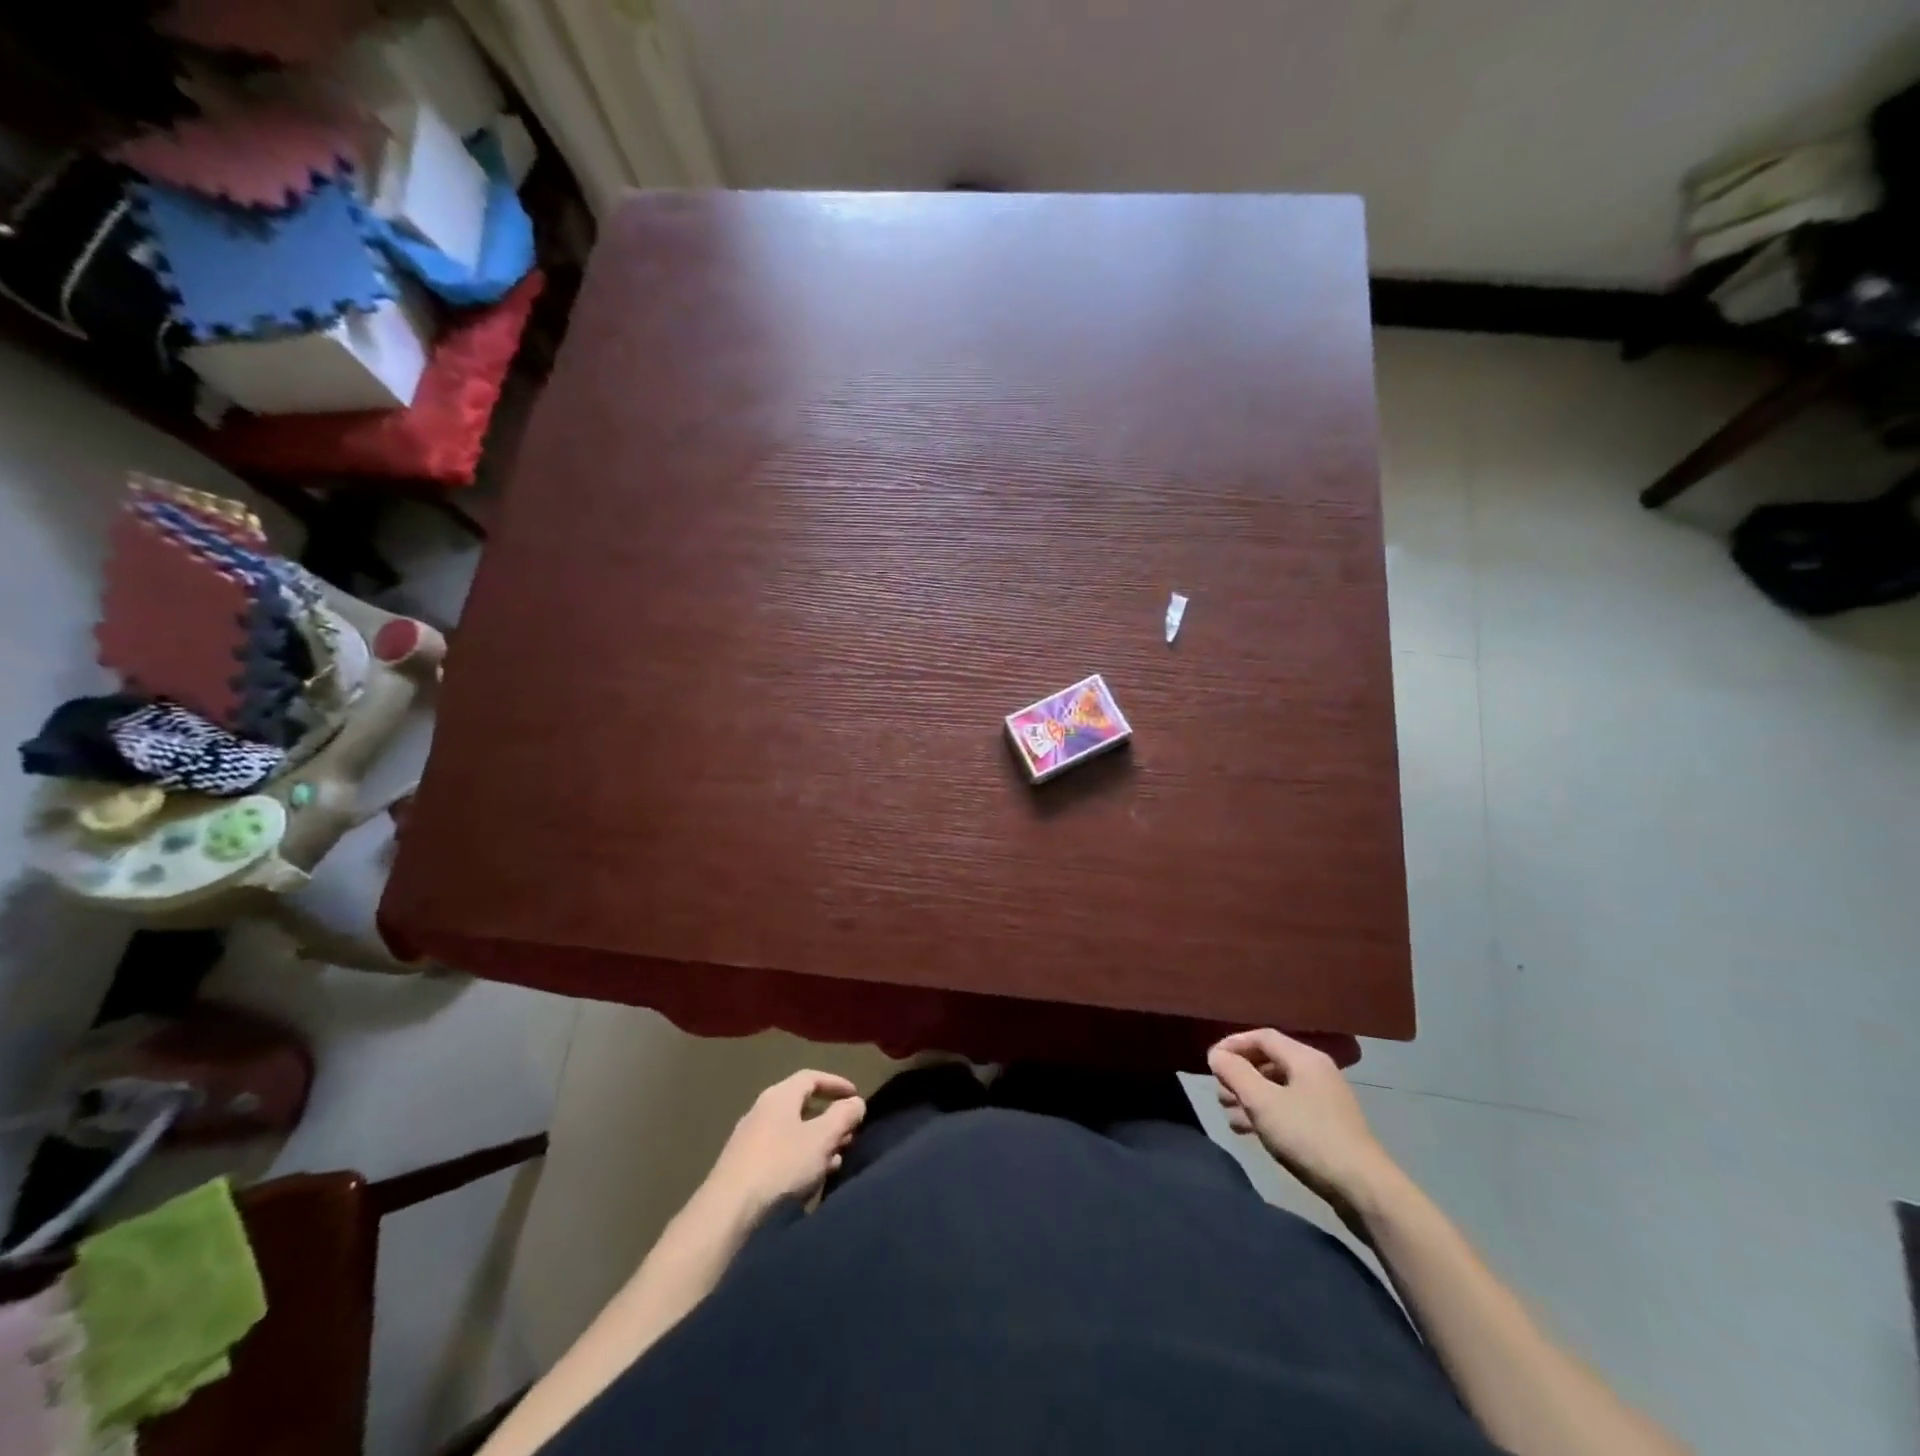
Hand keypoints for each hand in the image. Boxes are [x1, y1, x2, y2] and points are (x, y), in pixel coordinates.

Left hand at [704, 1070, 866, 1219]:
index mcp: (780, 1095)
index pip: (811, 1077)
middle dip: (829, 1119)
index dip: (836, 1084)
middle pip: (801, 1106)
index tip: (856, 1096)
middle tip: (849, 1134)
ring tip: (835, 1160)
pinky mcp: (742, 1167)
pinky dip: (799, 1159)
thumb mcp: (822, 1138)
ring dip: (816, 1143)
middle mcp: (762, 1110)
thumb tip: (856, 1102)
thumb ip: (843, 1116)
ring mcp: (749, 1139)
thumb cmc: (781, 1165)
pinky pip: (779, 1154)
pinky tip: (809, 1180)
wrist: (727, 1211)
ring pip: (792, 1133)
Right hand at [1208, 1029, 1400, 1223]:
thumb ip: (1235, 1073)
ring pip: (1276, 1088)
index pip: (1261, 1037)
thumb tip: (1217, 1055)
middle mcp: (1316, 1072)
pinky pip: (1288, 1109)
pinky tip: (1250, 1132)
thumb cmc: (1308, 1136)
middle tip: (1219, 1094)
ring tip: (1229, 1115)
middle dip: (1239, 1075)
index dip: (1232, 1045)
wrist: (1363, 1189)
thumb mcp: (1262, 1102)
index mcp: (1305, 1058)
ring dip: (1249, 1098)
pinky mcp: (1327, 1127)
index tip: (1210, 1063)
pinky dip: (1266, 1114)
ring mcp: (1324, 1101)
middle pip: (1268, 1061)